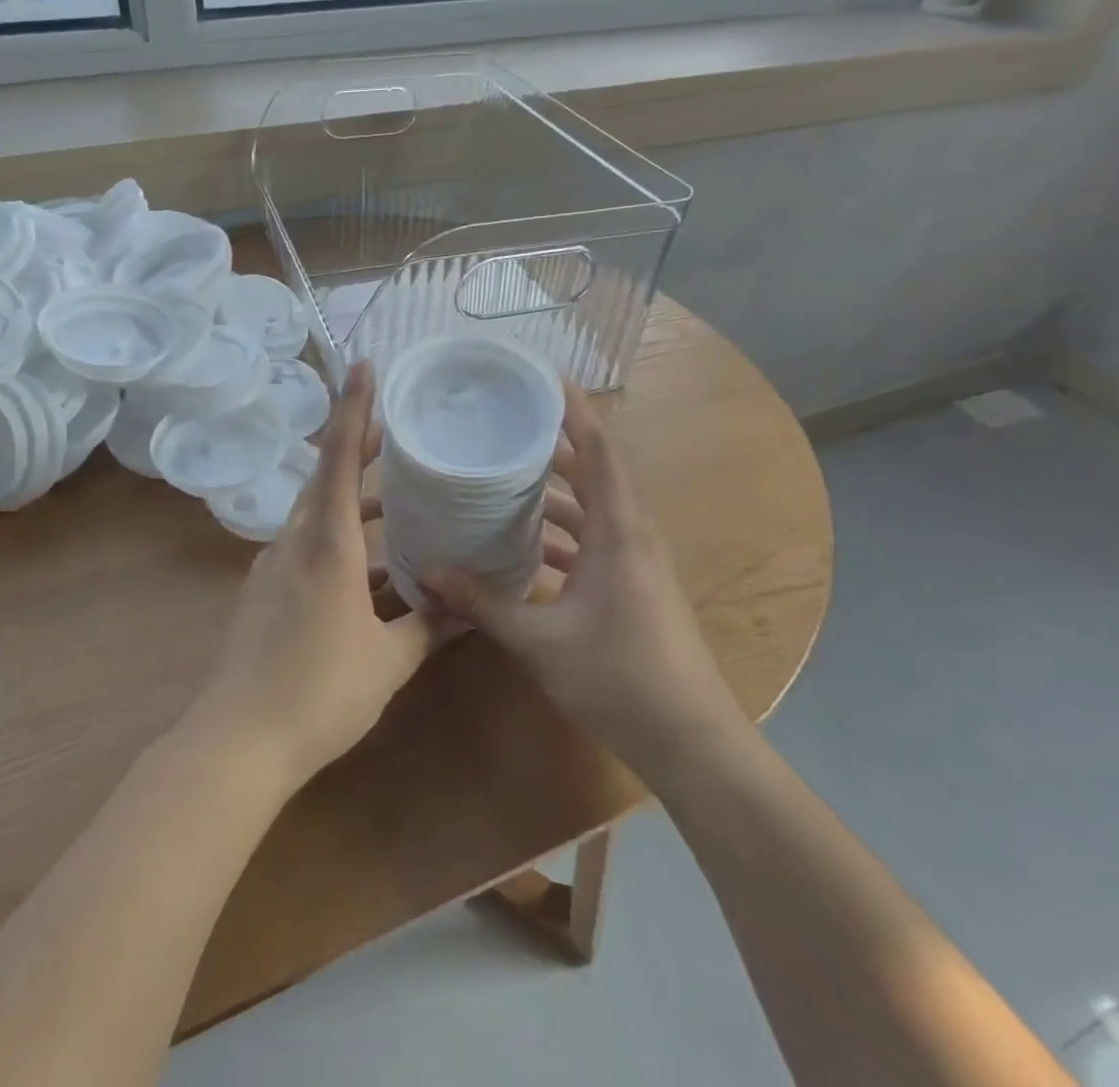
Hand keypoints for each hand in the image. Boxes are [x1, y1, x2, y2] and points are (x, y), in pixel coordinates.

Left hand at [190, 362, 442, 791]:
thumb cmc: (318, 694)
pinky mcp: (265, 590)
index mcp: (326, 546)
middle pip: (324, 476)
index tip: (363, 366)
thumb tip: (469, 607)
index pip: (337, 458)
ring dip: (351, 499)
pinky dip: (338, 537)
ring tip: (395, 500)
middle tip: (398, 432)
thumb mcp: (387, 662)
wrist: (237, 742)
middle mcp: (295, 542)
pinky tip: (369, 567)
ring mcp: (274, 566)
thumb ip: (429, 627)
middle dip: (358, 448)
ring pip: (315, 512)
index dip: (352, 408)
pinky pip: (306, 544)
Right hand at [422, 385, 747, 772]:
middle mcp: (632, 533)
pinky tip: (528, 542)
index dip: (573, 409)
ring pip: (594, 506)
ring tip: (508, 472)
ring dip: (557, 488)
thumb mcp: (540, 640)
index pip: (598, 448)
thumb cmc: (620, 679)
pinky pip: (596, 537)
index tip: (541, 377)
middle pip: (595, 469)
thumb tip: (427, 572)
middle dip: (555, 441)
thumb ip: (483, 602)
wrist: (691, 742)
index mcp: (618, 529)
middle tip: (508, 420)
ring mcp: (636, 560)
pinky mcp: (634, 584)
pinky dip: (564, 529)